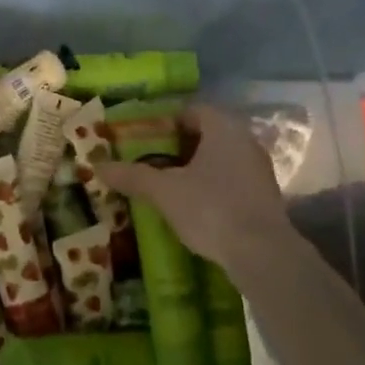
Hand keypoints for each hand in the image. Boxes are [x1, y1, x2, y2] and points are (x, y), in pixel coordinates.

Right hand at [99, 103, 293, 269]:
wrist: (262, 253)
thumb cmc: (211, 208)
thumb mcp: (164, 192)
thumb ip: (133, 176)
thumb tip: (99, 166)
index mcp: (223, 128)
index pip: (192, 111)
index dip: (166, 123)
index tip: (144, 140)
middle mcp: (246, 141)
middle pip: (207, 135)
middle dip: (178, 148)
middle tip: (151, 163)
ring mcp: (259, 170)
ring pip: (220, 160)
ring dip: (195, 170)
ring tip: (168, 187)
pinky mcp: (265, 197)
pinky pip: (232, 181)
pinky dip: (212, 188)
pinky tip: (194, 207)